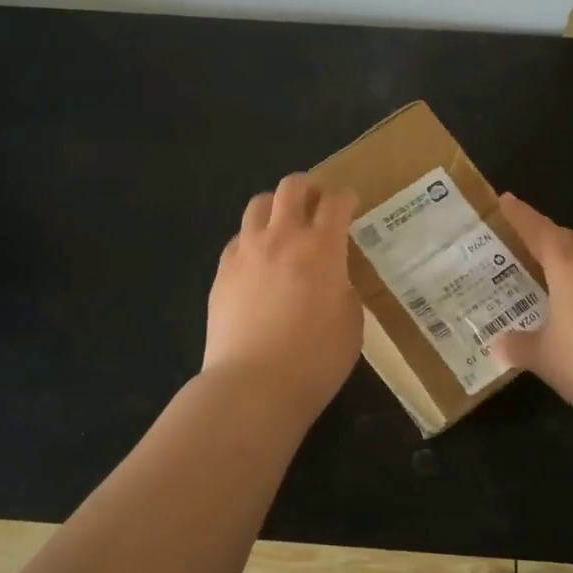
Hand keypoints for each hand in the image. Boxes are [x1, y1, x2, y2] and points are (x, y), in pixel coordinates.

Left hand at [203, 174, 361, 416]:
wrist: (253, 385)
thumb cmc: (315, 360)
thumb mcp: (351, 323)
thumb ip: (344, 288)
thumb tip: (332, 277)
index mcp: (321, 248)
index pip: (336, 203)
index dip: (346, 198)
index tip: (351, 204)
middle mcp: (282, 237)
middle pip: (292, 187)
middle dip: (309, 187)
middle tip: (318, 201)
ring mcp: (246, 251)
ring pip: (259, 204)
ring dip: (277, 207)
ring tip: (284, 225)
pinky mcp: (222, 271)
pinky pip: (239, 238)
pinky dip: (253, 239)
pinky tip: (259, 260)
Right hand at [493, 193, 572, 443]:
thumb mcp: (545, 358)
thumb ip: (520, 347)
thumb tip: (499, 344)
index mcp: (569, 268)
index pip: (539, 231)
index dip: (520, 215)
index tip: (505, 199)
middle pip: (570, 240)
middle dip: (547, 235)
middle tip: (525, 241)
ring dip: (571, 263)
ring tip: (551, 279)